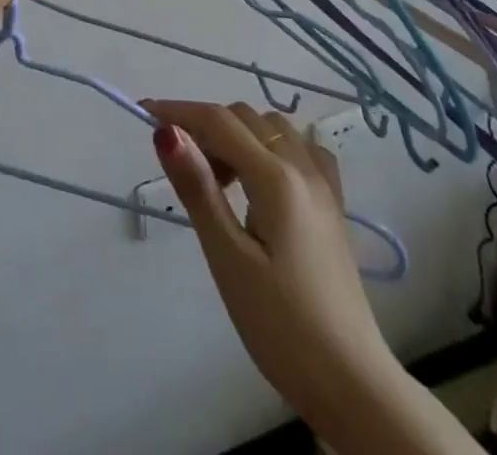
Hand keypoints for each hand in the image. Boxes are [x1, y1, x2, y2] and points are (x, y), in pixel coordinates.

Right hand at [145, 101, 394, 427]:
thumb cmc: (281, 326)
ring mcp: (324, 185)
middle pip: (245, 118)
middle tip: (183, 169)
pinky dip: (272, 147)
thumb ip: (198, 189)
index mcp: (276, 178)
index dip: (177, 111)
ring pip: (272, 128)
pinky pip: (301, 149)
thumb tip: (166, 132)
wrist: (353, 385)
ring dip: (238, 135)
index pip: (218, 121)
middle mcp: (303, 167)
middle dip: (206, 127)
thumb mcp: (228, 259)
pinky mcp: (334, 205)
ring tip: (219, 181)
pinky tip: (262, 180)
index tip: (143, 113)